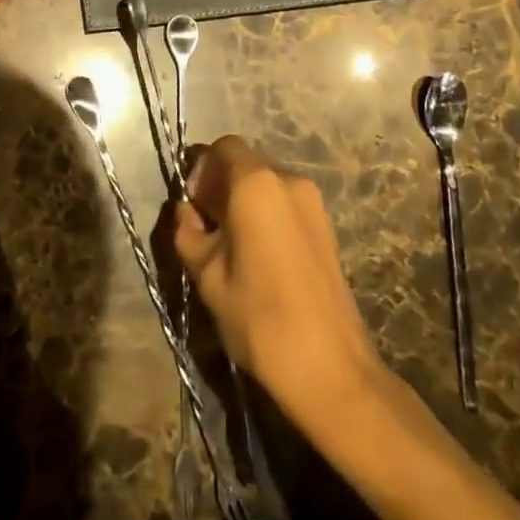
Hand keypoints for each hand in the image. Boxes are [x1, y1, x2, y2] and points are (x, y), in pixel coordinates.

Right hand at [175, 136, 380, 425]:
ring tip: (231, 247)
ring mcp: (313, 204)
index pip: (223, 147)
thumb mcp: (207, 276)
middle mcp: (288, 181)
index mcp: (256, 184)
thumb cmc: (260, 318)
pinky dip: (266, 217)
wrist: (332, 371)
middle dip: (221, 186)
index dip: (202, 169)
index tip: (193, 205)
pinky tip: (258, 258)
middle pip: (246, 164)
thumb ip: (189, 234)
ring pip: (266, 186)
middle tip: (206, 228)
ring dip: (244, 203)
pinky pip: (285, 206)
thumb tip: (187, 214)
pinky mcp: (327, 229)